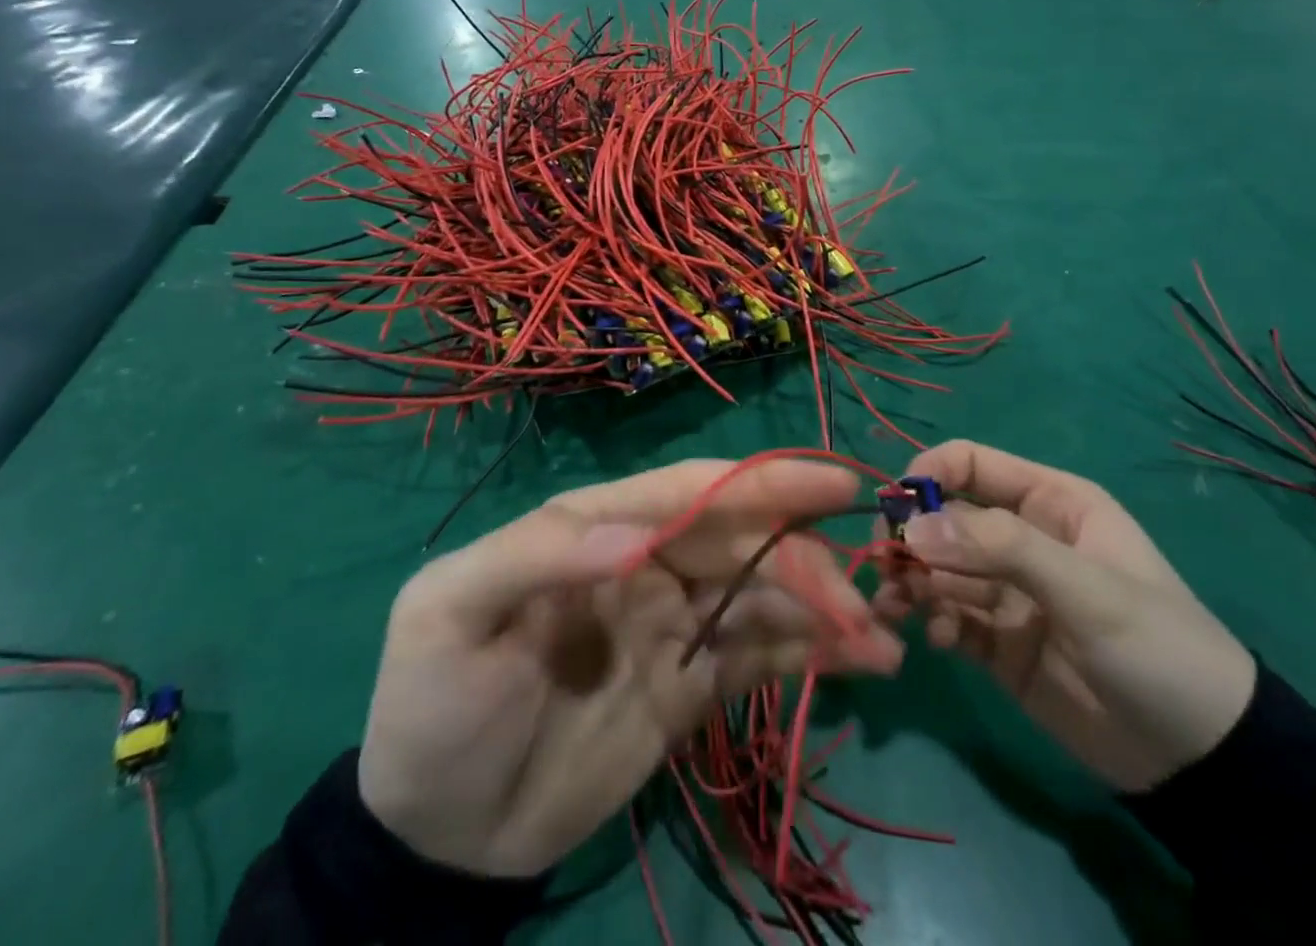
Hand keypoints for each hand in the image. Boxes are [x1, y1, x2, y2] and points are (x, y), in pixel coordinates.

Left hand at [358, 459, 903, 877]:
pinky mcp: (691, 686)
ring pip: (762, 595)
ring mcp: (674, 625)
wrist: (437, 834)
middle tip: (858, 599)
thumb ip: (537, 557)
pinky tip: (861, 663)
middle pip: (741, 540)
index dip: (759, 481)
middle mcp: (647, 563)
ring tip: (879, 640)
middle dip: (803, 558)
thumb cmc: (436, 703)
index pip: (689, 491)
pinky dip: (812, 653)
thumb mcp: (451, 613)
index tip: (828, 485)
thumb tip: (636, 541)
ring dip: (823, 608)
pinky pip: (760, 655)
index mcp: (597, 527)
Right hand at [875, 440, 1254, 791]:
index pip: (970, 464)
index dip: (928, 476)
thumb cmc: (1157, 648)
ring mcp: (1007, 591)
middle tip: (888, 567)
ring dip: (912, 582)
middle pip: (944, 518)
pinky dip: (931, 623)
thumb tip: (913, 526)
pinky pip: (948, 618)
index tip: (895, 510)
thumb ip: (1001, 547)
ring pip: (938, 569)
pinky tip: (937, 642)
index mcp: (1049, 502)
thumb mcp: (1086, 588)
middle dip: (911, 537)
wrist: (1205, 764)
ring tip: (897, 607)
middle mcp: (1020, 537)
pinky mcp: (998, 642)